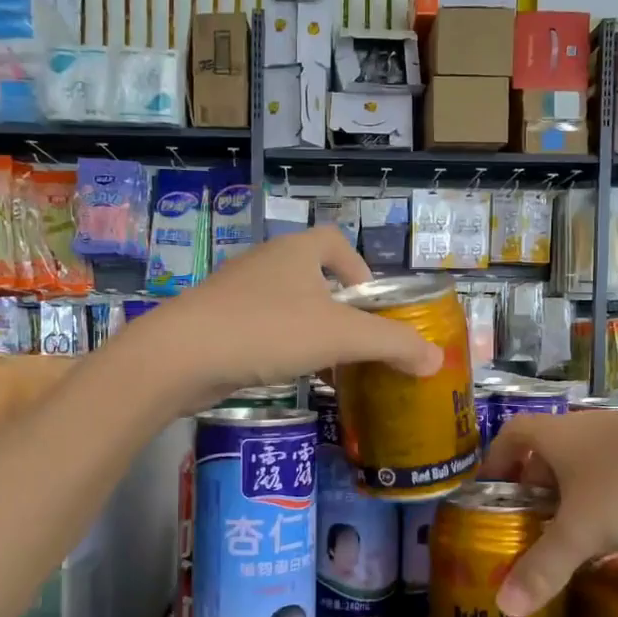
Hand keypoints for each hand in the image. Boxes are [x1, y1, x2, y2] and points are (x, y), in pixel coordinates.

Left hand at [139, 228, 442, 409]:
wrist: (180, 356)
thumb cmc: (267, 331)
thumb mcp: (341, 337)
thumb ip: (393, 345)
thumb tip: (437, 360)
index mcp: (295, 251)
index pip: (334, 241)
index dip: (358, 267)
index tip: (370, 304)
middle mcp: (265, 263)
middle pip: (312, 276)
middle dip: (337, 308)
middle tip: (355, 342)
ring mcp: (235, 293)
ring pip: (285, 306)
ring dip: (309, 331)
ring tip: (327, 365)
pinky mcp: (216, 322)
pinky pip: (261, 329)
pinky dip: (280, 348)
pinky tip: (287, 376)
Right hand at [480, 412, 617, 615]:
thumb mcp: (583, 532)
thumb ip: (542, 568)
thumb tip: (502, 606)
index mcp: (561, 433)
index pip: (513, 434)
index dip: (495, 461)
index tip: (487, 494)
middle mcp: (592, 429)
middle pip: (548, 454)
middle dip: (533, 490)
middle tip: (526, 529)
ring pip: (587, 468)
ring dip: (573, 500)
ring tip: (568, 539)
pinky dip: (609, 504)